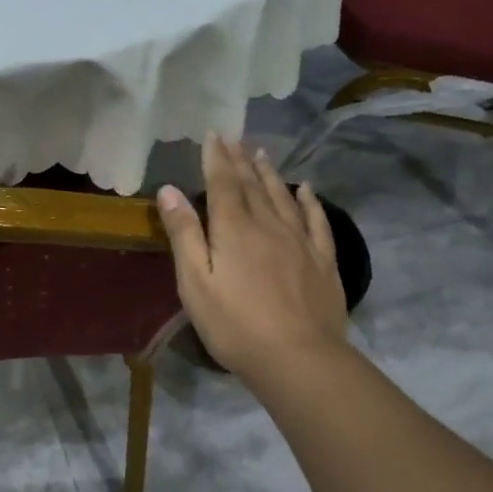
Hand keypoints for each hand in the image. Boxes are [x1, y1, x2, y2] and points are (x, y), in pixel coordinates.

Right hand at [157, 134, 349, 381]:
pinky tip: (305, 189)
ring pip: (283, 196)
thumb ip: (184, 234)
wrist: (298, 357)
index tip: (214, 134)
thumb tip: (169, 189)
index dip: (217, 158)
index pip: (223, 183)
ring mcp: (300, 241)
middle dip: (241, 160)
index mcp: (234, 229)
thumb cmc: (234, 325)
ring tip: (262, 154)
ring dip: (270, 173)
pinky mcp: (323, 260)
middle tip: (235, 138)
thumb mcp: (195, 283)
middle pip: (253, 184)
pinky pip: (316, 220)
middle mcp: (269, 224)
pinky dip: (309, 201)